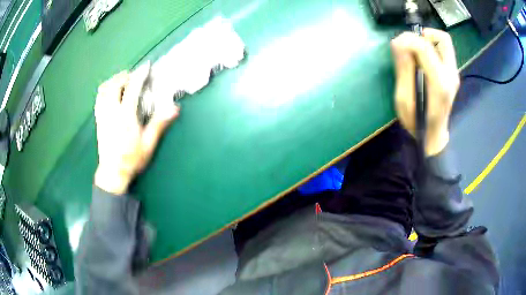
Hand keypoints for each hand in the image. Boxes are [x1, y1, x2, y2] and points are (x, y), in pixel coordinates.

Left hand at [94, 63, 179, 194]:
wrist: (113, 173)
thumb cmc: (131, 159)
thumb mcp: (148, 144)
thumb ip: (159, 124)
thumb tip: (174, 108)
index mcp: (125, 116)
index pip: (132, 89)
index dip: (139, 75)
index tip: (146, 67)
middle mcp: (111, 112)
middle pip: (114, 85)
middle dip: (123, 76)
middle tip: (132, 77)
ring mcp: (102, 116)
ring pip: (103, 90)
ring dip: (112, 81)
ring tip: (121, 82)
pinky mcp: (98, 120)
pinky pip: (98, 99)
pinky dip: (105, 91)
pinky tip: (110, 94)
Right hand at [391, 28, 459, 155]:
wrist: (433, 137)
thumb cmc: (417, 123)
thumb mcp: (403, 100)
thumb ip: (403, 70)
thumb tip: (398, 42)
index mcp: (439, 83)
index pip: (425, 48)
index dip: (407, 40)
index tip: (395, 45)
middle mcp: (451, 75)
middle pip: (442, 39)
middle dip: (422, 35)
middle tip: (410, 46)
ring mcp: (454, 74)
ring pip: (443, 42)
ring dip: (427, 40)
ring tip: (416, 52)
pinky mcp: (452, 73)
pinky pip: (443, 50)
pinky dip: (431, 47)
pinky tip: (422, 60)